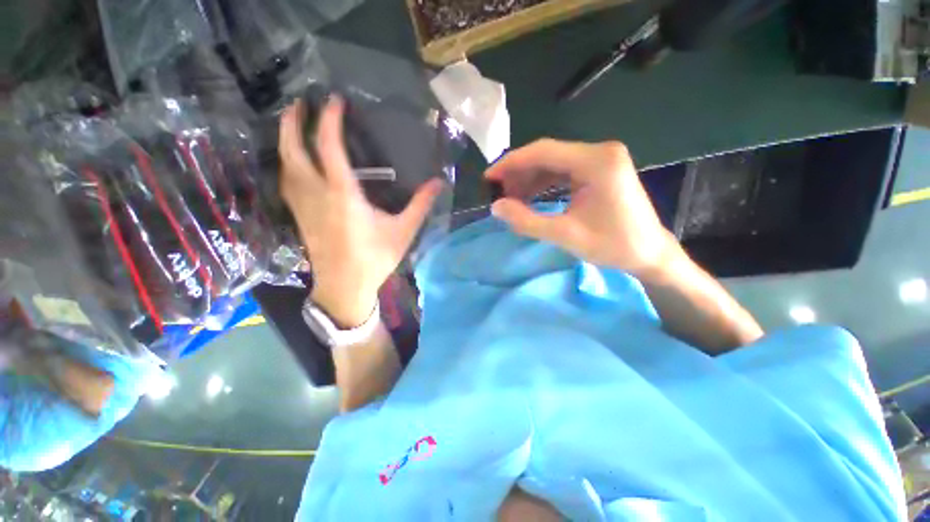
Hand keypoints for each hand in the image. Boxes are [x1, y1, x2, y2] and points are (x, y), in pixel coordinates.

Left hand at [279, 97, 442, 325]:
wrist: (345, 287)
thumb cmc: (376, 259)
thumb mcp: (403, 231)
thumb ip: (420, 205)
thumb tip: (439, 182)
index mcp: (344, 195)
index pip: (330, 147)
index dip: (330, 120)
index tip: (335, 100)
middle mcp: (318, 194)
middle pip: (294, 150)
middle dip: (293, 123)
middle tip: (298, 103)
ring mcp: (304, 206)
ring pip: (285, 165)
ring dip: (286, 140)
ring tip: (292, 124)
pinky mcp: (300, 216)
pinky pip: (287, 182)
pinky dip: (288, 164)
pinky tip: (294, 162)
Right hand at [486, 139, 681, 277]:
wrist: (649, 253)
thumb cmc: (613, 246)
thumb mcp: (565, 235)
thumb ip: (527, 221)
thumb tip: (495, 207)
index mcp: (596, 161)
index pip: (544, 151)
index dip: (511, 163)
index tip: (488, 178)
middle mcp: (600, 152)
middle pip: (548, 155)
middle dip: (519, 173)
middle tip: (498, 193)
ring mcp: (600, 160)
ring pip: (553, 163)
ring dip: (529, 179)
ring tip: (510, 198)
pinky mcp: (599, 170)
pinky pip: (563, 172)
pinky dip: (543, 184)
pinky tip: (529, 197)